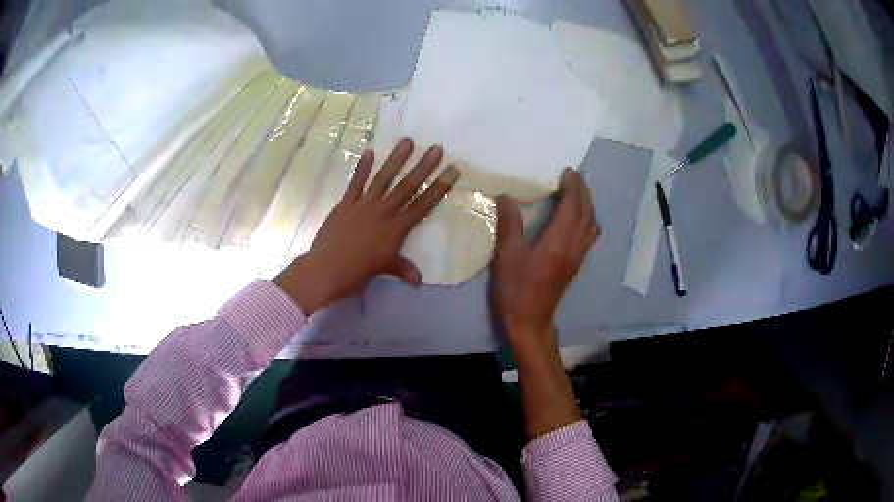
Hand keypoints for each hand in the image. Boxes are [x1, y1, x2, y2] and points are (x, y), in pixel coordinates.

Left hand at [274, 139, 458, 313]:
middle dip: (424, 166)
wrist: (326, 271)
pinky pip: (356, 182)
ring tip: (407, 141)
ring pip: (384, 179)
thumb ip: (403, 269)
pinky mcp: (345, 204)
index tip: (452, 171)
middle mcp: (383, 212)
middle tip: (436, 148)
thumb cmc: (357, 273)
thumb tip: (418, 281)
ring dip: (396, 159)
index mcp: (396, 229)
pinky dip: (363, 167)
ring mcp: (363, 205)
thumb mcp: (384, 270)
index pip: (423, 205)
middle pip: (407, 186)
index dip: (439, 187)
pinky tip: (370, 151)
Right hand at [490, 168, 599, 354]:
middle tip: (573, 177)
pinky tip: (576, 219)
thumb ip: (509, 224)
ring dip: (588, 205)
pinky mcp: (576, 265)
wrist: (530, 321)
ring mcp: (578, 257)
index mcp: (559, 241)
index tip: (568, 171)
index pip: (573, 206)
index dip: (573, 187)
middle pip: (587, 213)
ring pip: (592, 225)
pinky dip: (587, 220)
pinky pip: (589, 236)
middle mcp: (574, 246)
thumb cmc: (517, 289)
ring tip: (576, 194)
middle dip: (583, 192)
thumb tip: (506, 197)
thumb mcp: (507, 256)